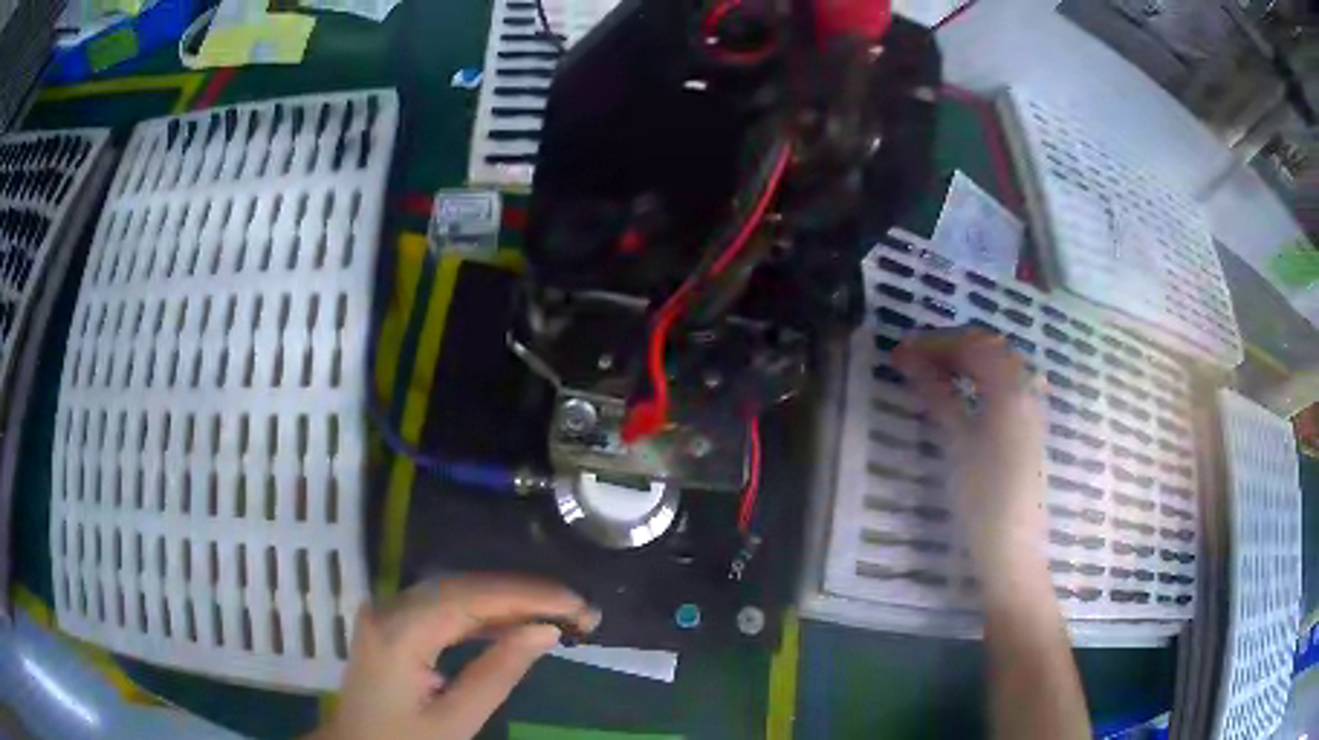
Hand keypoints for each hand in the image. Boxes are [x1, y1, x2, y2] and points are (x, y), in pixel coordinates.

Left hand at [312, 575, 599, 739]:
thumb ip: (497, 673)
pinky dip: (481, 614)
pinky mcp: (391, 623)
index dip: (527, 595)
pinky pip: (441, 607)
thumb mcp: (455, 721)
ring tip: (556, 614)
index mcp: (400, 633)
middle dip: (523, 594)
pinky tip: (511, 624)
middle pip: (463, 586)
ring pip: (454, 591)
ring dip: (506, 601)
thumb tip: (545, 631)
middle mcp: (389, 608)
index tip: (577, 604)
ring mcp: (386, 612)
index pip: (471, 597)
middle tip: (577, 610)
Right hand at [892, 329, 1047, 581]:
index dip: (936, 343)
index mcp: (1010, 388)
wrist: (1011, 547)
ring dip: (967, 361)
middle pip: (989, 348)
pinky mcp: (1029, 426)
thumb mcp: (956, 442)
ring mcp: (1031, 407)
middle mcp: (1026, 388)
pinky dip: (981, 378)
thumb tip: (908, 357)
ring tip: (933, 372)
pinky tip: (964, 392)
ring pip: (999, 365)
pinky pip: (1006, 384)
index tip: (902, 350)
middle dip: (951, 347)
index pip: (972, 345)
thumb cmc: (981, 497)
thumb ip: (937, 393)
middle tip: (914, 358)